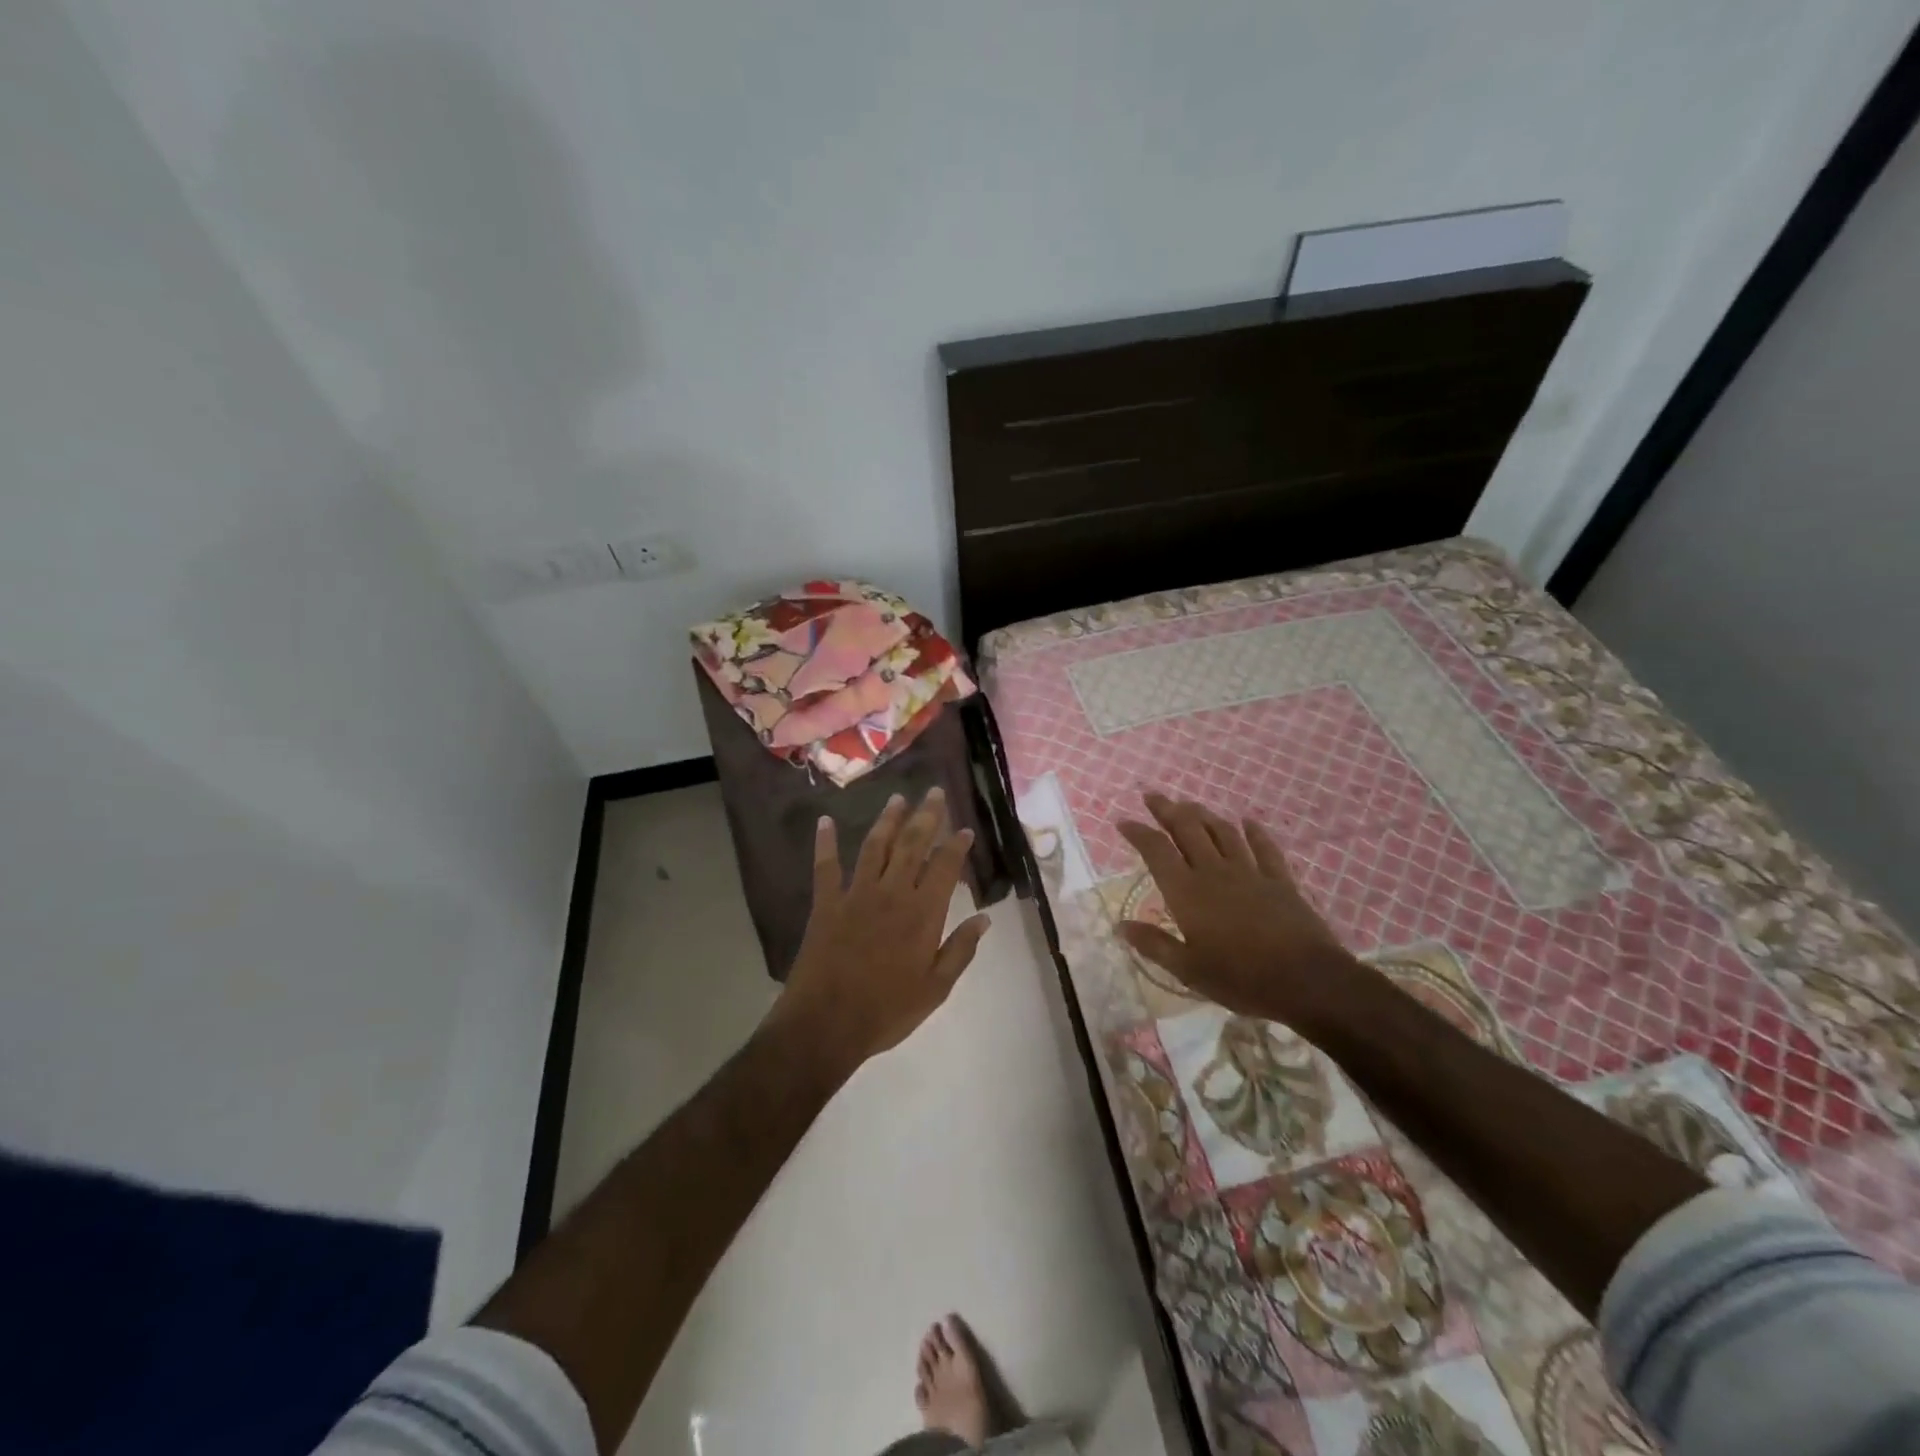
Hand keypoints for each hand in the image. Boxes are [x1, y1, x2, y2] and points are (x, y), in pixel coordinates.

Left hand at [774, 788, 990, 1075]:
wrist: (826, 1024)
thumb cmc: (887, 1011)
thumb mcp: (936, 988)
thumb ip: (960, 950)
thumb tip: (984, 918)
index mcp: (922, 914)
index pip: (944, 867)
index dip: (956, 845)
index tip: (964, 828)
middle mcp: (892, 893)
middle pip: (912, 845)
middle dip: (926, 816)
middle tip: (934, 792)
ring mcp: (856, 895)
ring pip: (875, 847)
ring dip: (887, 820)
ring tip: (897, 798)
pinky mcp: (826, 904)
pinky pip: (825, 867)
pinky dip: (825, 843)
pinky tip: (825, 821)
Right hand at [1117, 793, 1362, 1030]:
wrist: (1306, 981)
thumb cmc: (1240, 979)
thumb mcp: (1189, 970)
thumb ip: (1154, 944)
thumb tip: (1121, 926)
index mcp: (1187, 892)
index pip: (1156, 850)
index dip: (1138, 832)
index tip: (1123, 821)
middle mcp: (1214, 872)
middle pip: (1187, 829)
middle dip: (1167, 810)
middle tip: (1153, 796)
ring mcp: (1250, 872)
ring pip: (1222, 832)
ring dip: (1203, 814)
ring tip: (1190, 805)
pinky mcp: (1280, 880)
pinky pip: (1264, 848)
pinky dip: (1254, 832)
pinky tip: (1248, 822)